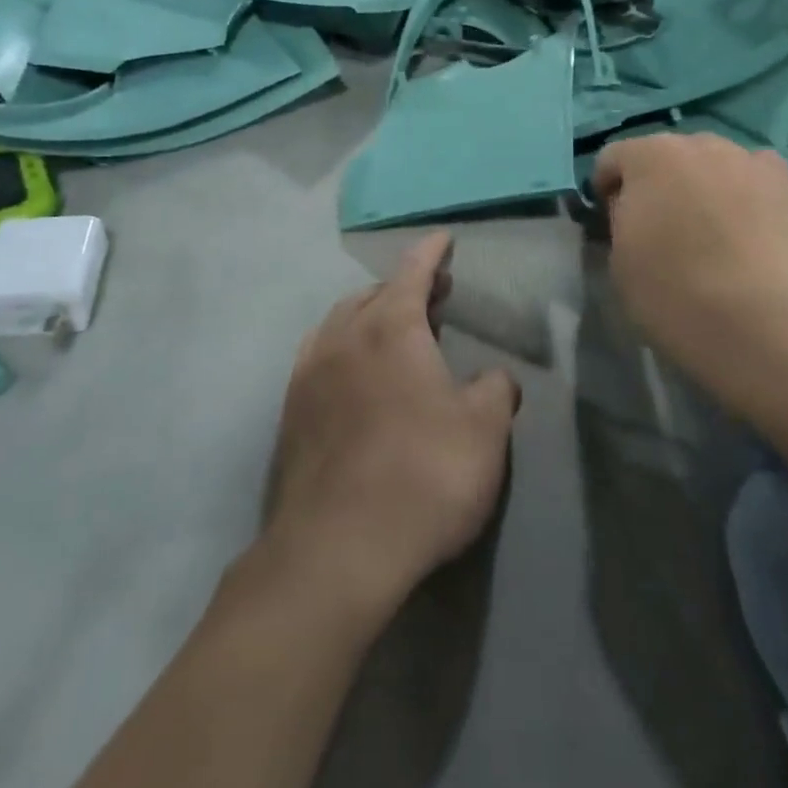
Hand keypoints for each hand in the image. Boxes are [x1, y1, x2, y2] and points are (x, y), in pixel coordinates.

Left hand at [263, 232, 519, 623]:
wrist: (338, 549)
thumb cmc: (423, 475)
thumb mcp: (484, 431)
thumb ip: (496, 391)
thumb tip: (496, 379)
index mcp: (390, 327)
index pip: (413, 271)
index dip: (432, 251)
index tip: (444, 237)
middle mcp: (343, 336)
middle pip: (374, 294)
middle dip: (405, 287)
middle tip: (435, 296)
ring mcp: (310, 372)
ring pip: (341, 322)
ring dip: (370, 315)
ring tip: (395, 331)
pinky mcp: (292, 411)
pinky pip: (320, 356)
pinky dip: (345, 347)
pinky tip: (356, 373)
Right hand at [591, 133, 787, 419]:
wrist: (765, 329)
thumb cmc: (674, 295)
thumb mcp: (619, 259)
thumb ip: (622, 218)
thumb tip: (635, 209)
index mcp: (649, 157)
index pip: (613, 158)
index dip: (608, 190)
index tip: (613, 225)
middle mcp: (702, 144)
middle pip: (671, 155)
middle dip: (663, 183)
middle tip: (668, 230)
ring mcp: (755, 161)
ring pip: (720, 165)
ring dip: (710, 186)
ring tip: (719, 234)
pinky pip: (762, 182)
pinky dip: (754, 199)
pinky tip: (758, 237)